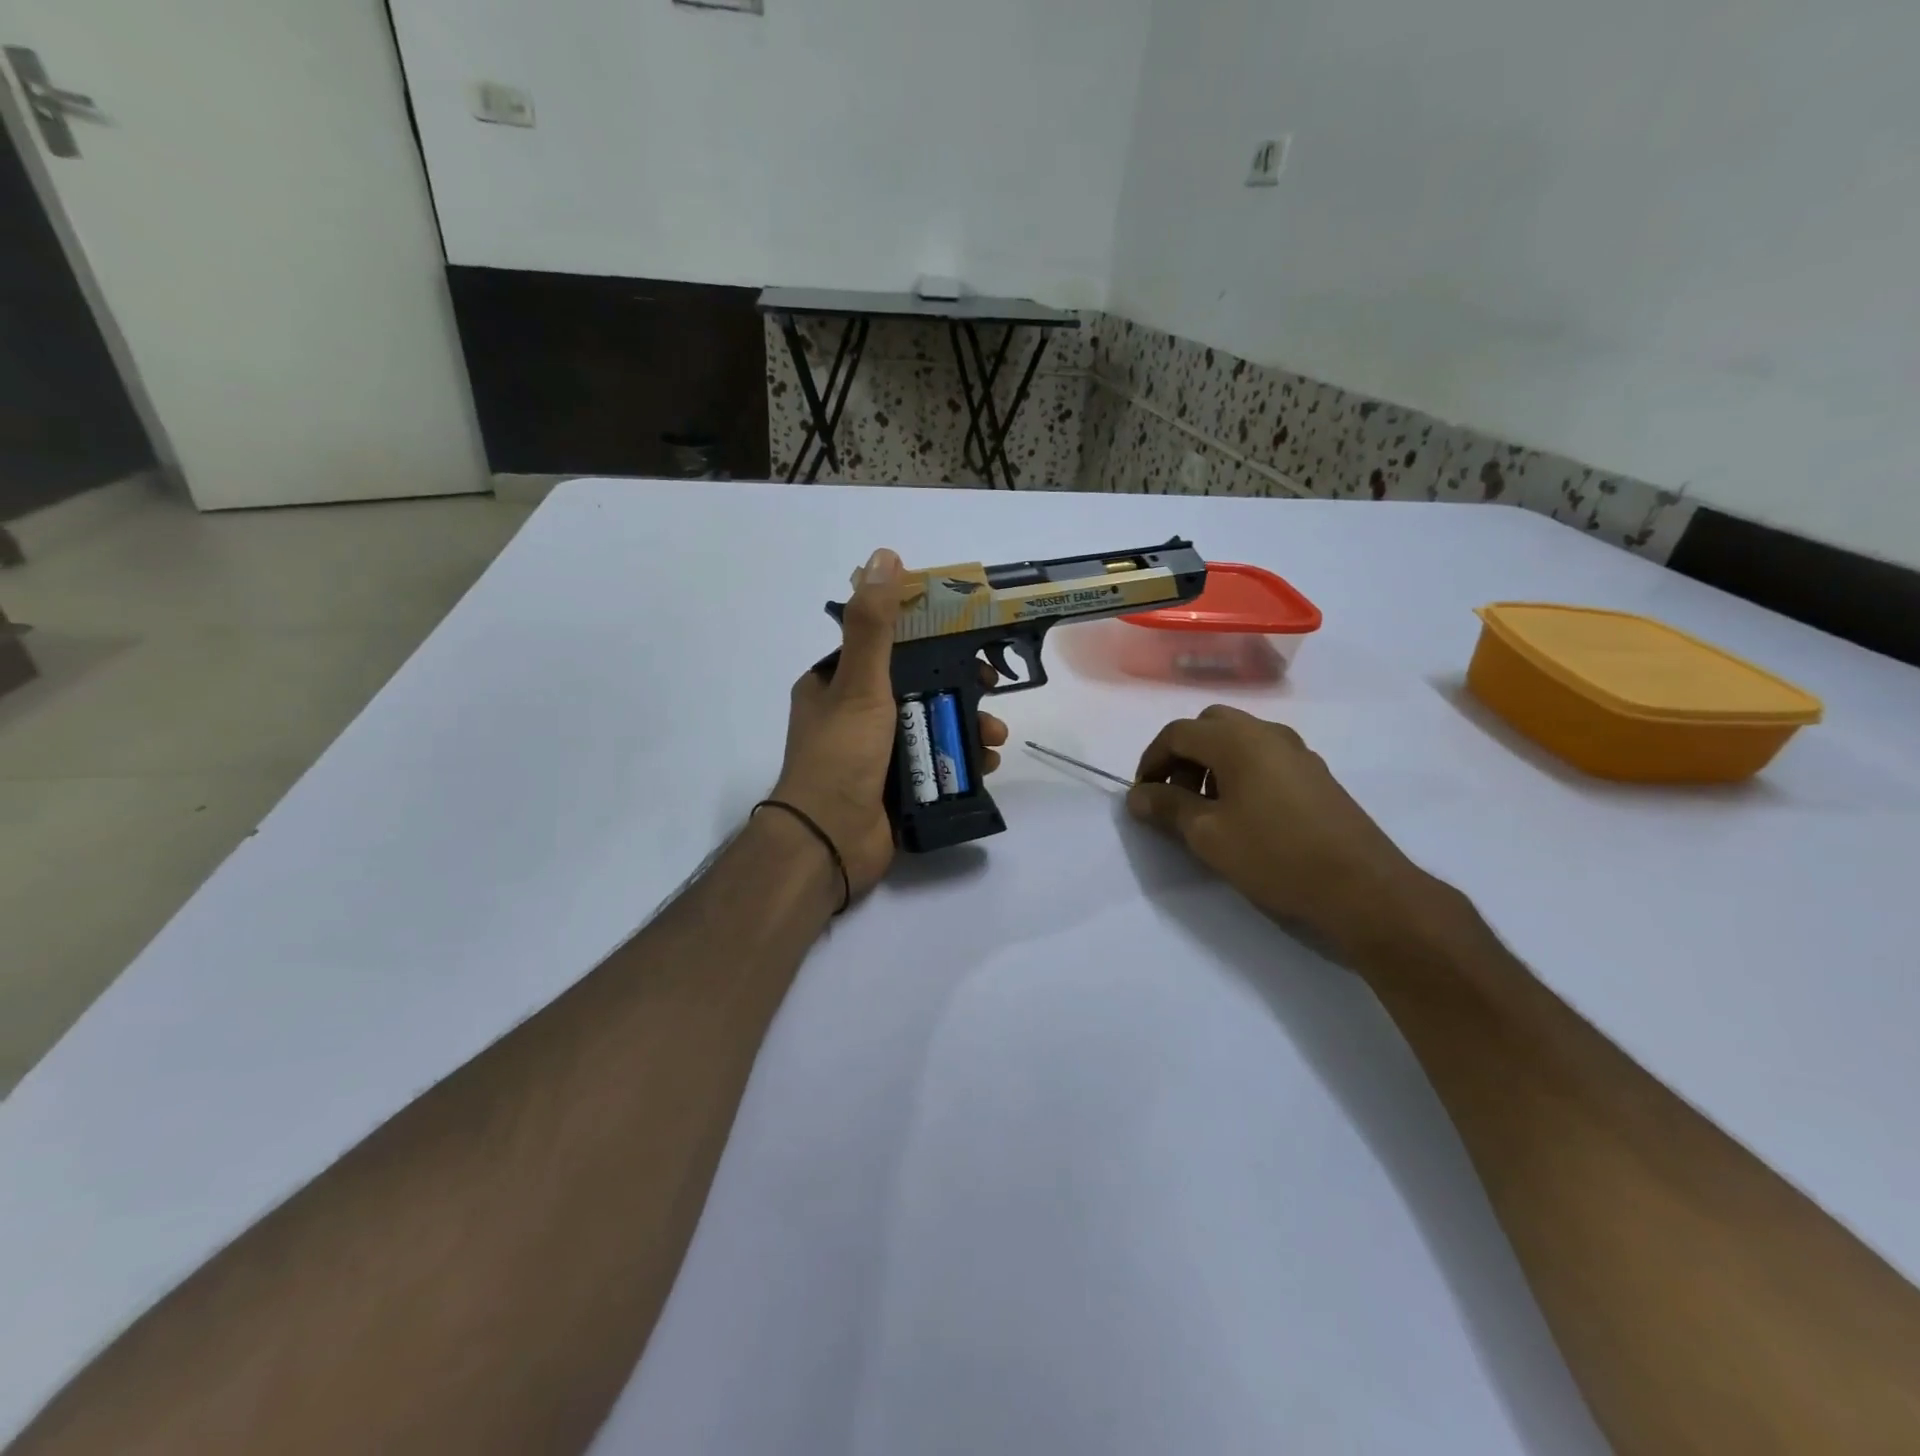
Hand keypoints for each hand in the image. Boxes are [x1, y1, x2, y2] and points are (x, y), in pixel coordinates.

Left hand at [771, 547, 1007, 900]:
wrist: (829, 842)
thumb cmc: (841, 755)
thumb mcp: (859, 683)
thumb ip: (875, 626)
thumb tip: (884, 557)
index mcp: (834, 685)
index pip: (886, 649)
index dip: (929, 642)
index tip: (966, 643)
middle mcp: (852, 716)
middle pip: (916, 689)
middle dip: (959, 689)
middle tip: (992, 688)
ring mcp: (875, 755)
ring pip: (931, 727)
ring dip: (968, 726)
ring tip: (995, 737)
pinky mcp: (895, 787)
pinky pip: (935, 764)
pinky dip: (963, 761)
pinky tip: (986, 764)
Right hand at [1126, 705, 1434, 964]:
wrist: (1361, 887)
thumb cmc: (1274, 855)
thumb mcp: (1207, 834)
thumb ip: (1167, 807)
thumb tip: (1137, 795)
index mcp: (1237, 739)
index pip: (1178, 732)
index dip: (1151, 760)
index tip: (1142, 796)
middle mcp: (1268, 733)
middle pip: (1209, 725)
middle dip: (1182, 755)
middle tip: (1173, 795)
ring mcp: (1297, 751)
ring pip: (1239, 739)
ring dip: (1211, 763)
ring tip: (1205, 808)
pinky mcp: (1315, 774)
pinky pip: (1264, 757)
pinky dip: (1240, 772)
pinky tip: (1243, 814)